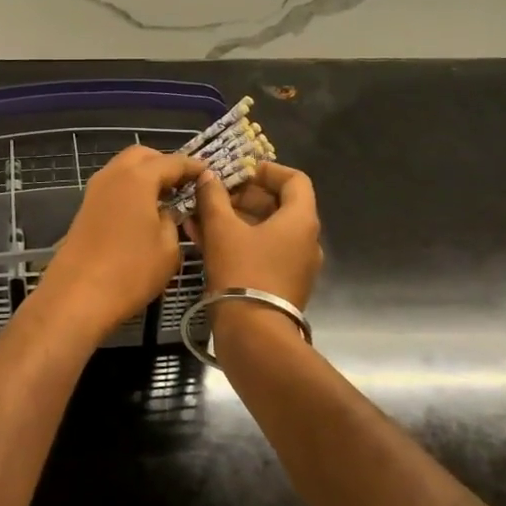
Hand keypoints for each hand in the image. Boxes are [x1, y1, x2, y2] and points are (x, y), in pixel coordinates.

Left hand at [36, 146, 201, 339]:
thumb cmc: (131, 271)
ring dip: (145, 176)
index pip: (171, 162)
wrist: (78, 295)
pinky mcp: (85, 208)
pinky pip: (114, 187)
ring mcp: (95, 191)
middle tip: (184, 183)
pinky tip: (144, 212)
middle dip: (164, 163)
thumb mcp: (168, 248)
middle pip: (141, 156)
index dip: (192, 166)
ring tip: (166, 198)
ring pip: (123, 169)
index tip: (208, 173)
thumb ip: (172, 220)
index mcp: (137, 177)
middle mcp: (113, 175)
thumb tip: (166, 211)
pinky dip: (131, 189)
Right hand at [186, 162, 322, 310]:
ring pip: (265, 230)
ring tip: (200, 217)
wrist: (254, 334)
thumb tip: (208, 176)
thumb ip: (213, 197)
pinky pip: (261, 252)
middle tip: (212, 196)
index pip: (294, 180)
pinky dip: (238, 241)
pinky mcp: (281, 284)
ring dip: (234, 220)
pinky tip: (204, 240)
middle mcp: (306, 240)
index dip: (266, 170)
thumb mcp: (221, 229)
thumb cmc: (242, 272)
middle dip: (242, 197)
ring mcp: (295, 265)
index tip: (238, 172)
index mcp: (301, 220)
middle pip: (278, 205)